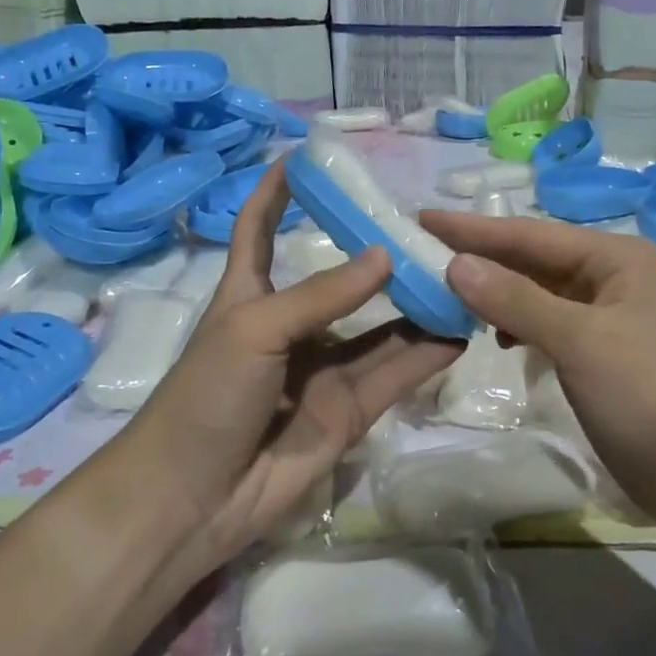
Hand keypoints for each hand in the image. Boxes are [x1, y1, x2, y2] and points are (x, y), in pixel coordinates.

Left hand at [124, 163, 462, 570]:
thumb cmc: (206, 395)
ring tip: (459, 274)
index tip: (306, 156)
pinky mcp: (349, 411)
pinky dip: (426, 354)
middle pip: (340, 279)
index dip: (277, 193)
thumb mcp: (255, 327)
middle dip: (376, 254)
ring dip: (415, 304)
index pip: (259, 229)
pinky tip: (460, 329)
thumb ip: (323, 294)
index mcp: (250, 295)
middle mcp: (291, 326)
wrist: (195, 498)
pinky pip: (394, 373)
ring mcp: (322, 370)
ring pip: (379, 329)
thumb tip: (385, 254)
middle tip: (425, 226)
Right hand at [419, 210, 655, 518]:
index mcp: (615, 258)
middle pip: (531, 259)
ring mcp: (606, 315)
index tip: (421, 219)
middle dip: (479, 257)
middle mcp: (611, 276)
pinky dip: (514, 323)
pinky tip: (492, 336)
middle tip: (421, 253)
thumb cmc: (647, 395)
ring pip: (536, 291)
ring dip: (494, 292)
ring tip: (445, 293)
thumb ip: (515, 299)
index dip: (472, 229)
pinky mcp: (599, 351)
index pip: (529, 234)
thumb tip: (455, 264)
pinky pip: (544, 322)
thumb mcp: (579, 341)